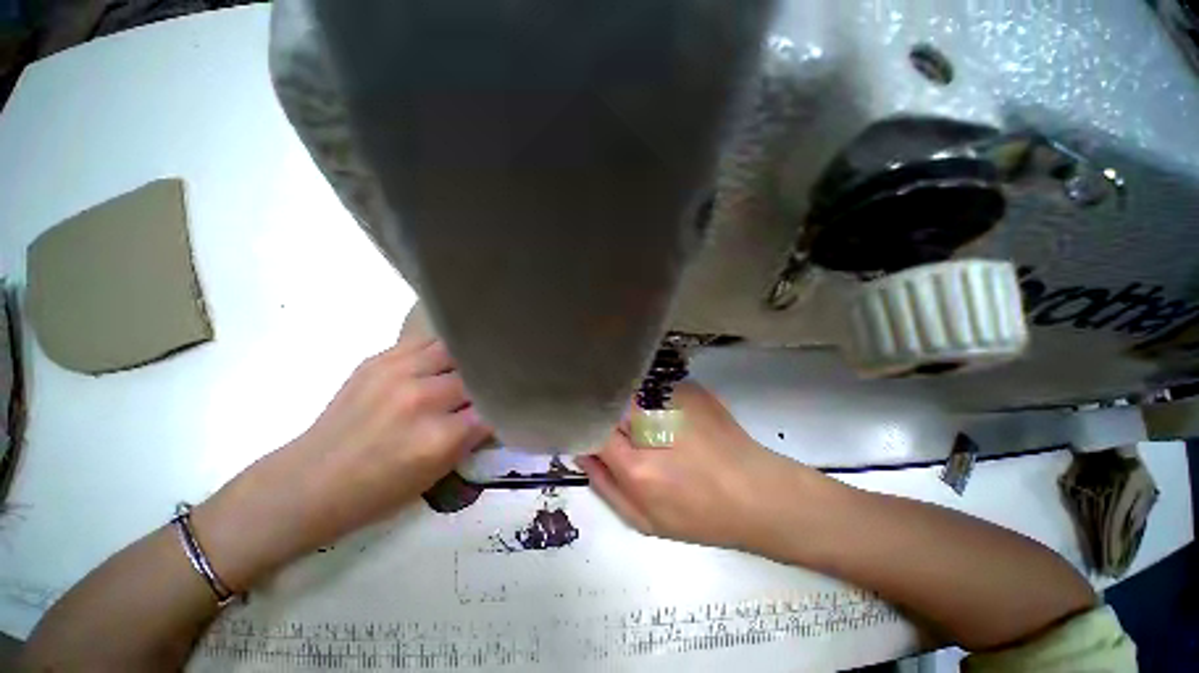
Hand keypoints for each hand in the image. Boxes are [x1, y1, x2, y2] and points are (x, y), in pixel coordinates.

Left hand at [193, 331, 490, 589]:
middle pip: (478, 374)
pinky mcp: (380, 359)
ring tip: (473, 365)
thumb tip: (495, 410)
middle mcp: (423, 398)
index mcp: (440, 438)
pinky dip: (443, 350)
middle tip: (494, 383)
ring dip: (468, 358)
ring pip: (456, 349)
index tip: (512, 403)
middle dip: (489, 380)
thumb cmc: (376, 492)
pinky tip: (445, 358)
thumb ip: (471, 437)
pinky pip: (427, 342)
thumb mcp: (437, 474)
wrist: (307, 482)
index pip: (495, 407)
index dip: (506, 405)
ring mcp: (399, 373)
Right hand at [578, 382, 824, 550]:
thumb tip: (581, 452)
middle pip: (608, 403)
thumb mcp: (645, 519)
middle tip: (619, 431)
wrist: (758, 493)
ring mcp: (673, 399)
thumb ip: (605, 485)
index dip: (586, 428)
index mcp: (637, 466)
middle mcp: (651, 425)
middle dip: (606, 413)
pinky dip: (650, 397)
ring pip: (630, 390)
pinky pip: (654, 386)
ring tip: (649, 425)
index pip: (591, 430)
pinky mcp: (690, 387)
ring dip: (629, 403)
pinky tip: (670, 417)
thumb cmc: (701, 515)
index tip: (587, 431)